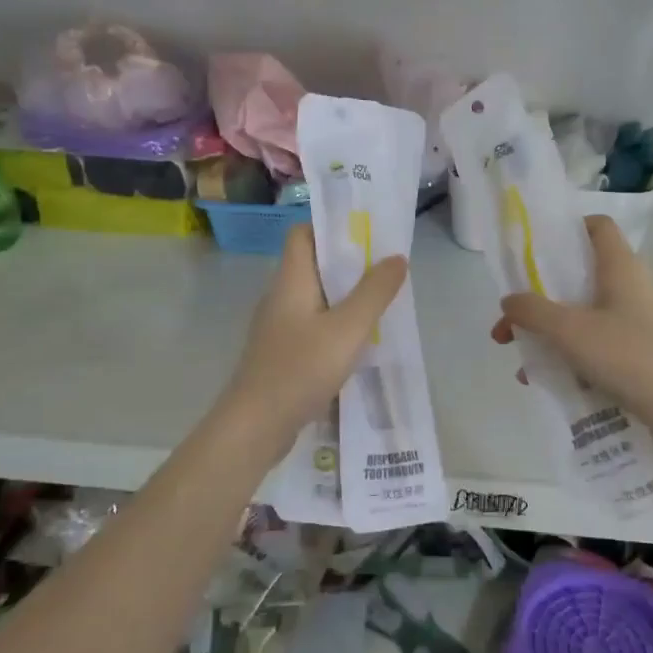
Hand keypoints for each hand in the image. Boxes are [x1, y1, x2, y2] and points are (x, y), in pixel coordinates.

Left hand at [220, 224, 407, 459]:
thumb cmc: (300, 369)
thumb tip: (396, 258)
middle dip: (349, 264)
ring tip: (381, 304)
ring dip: (346, 297)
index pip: (302, 233)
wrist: (255, 426)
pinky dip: (336, 325)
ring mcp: (279, 327)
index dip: (331, 227)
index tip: (366, 233)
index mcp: (291, 280)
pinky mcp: (282, 354)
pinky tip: (359, 343)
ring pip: (316, 298)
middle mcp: (281, 297)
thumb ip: (374, 292)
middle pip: (313, 265)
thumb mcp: (348, 329)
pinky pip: (313, 326)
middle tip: (386, 270)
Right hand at [490, 215, 652, 451]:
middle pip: (578, 276)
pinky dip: (569, 356)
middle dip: (538, 297)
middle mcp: (630, 287)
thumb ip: (533, 311)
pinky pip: (595, 345)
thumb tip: (509, 300)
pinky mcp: (639, 353)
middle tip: (509, 322)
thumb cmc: (630, 356)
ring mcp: (637, 322)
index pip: (596, 226)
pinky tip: (545, 382)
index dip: (566, 229)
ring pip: (583, 315)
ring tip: (520, 360)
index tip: (533, 251)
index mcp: (619, 267)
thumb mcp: (571, 331)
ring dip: (549, 332)